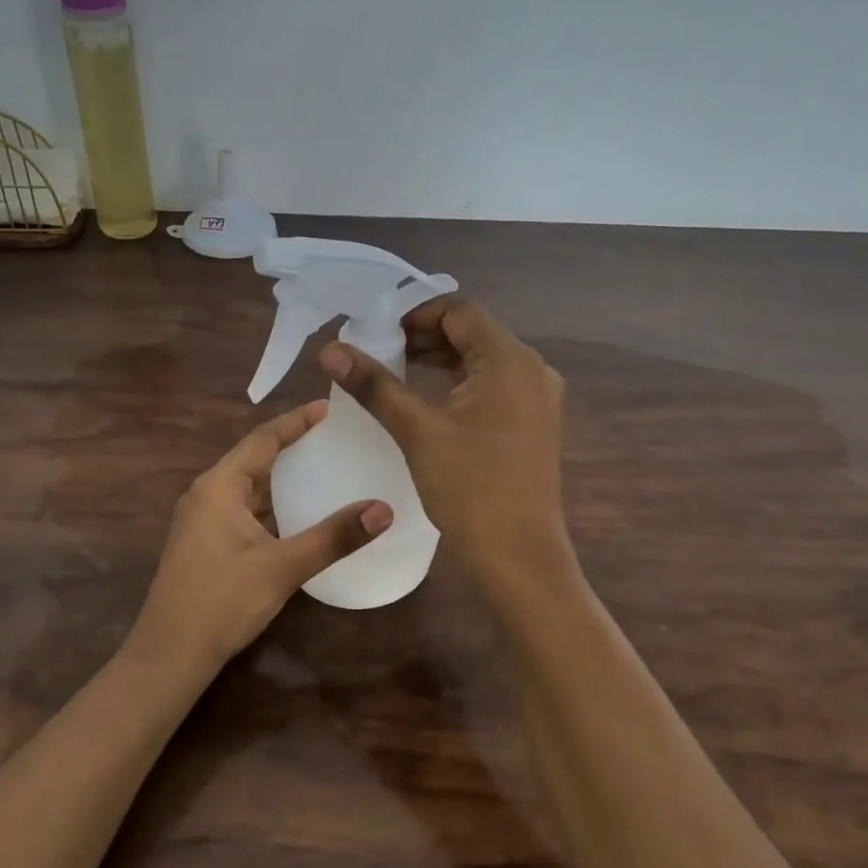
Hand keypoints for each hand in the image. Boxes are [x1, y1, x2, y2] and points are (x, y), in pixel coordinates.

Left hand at [132, 402, 393, 672]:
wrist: (169, 655)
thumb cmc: (222, 602)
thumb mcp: (282, 567)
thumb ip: (333, 537)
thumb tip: (384, 509)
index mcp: (218, 486)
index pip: (263, 439)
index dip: (296, 422)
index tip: (329, 408)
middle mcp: (206, 494)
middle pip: (254, 459)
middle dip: (291, 447)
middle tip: (334, 438)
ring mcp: (202, 520)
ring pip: (248, 487)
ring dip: (282, 479)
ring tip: (323, 469)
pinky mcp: (204, 543)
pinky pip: (243, 510)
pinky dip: (272, 506)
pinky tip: (297, 516)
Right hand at [320, 297, 568, 579]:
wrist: (518, 556)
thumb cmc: (470, 488)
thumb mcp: (417, 430)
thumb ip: (374, 384)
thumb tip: (330, 349)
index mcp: (510, 360)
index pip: (459, 311)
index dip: (414, 313)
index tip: (375, 330)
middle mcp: (531, 370)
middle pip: (472, 333)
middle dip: (424, 336)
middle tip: (378, 349)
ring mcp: (537, 399)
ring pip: (481, 361)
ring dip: (439, 360)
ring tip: (393, 370)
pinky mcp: (532, 423)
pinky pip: (492, 387)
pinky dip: (457, 384)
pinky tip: (426, 399)